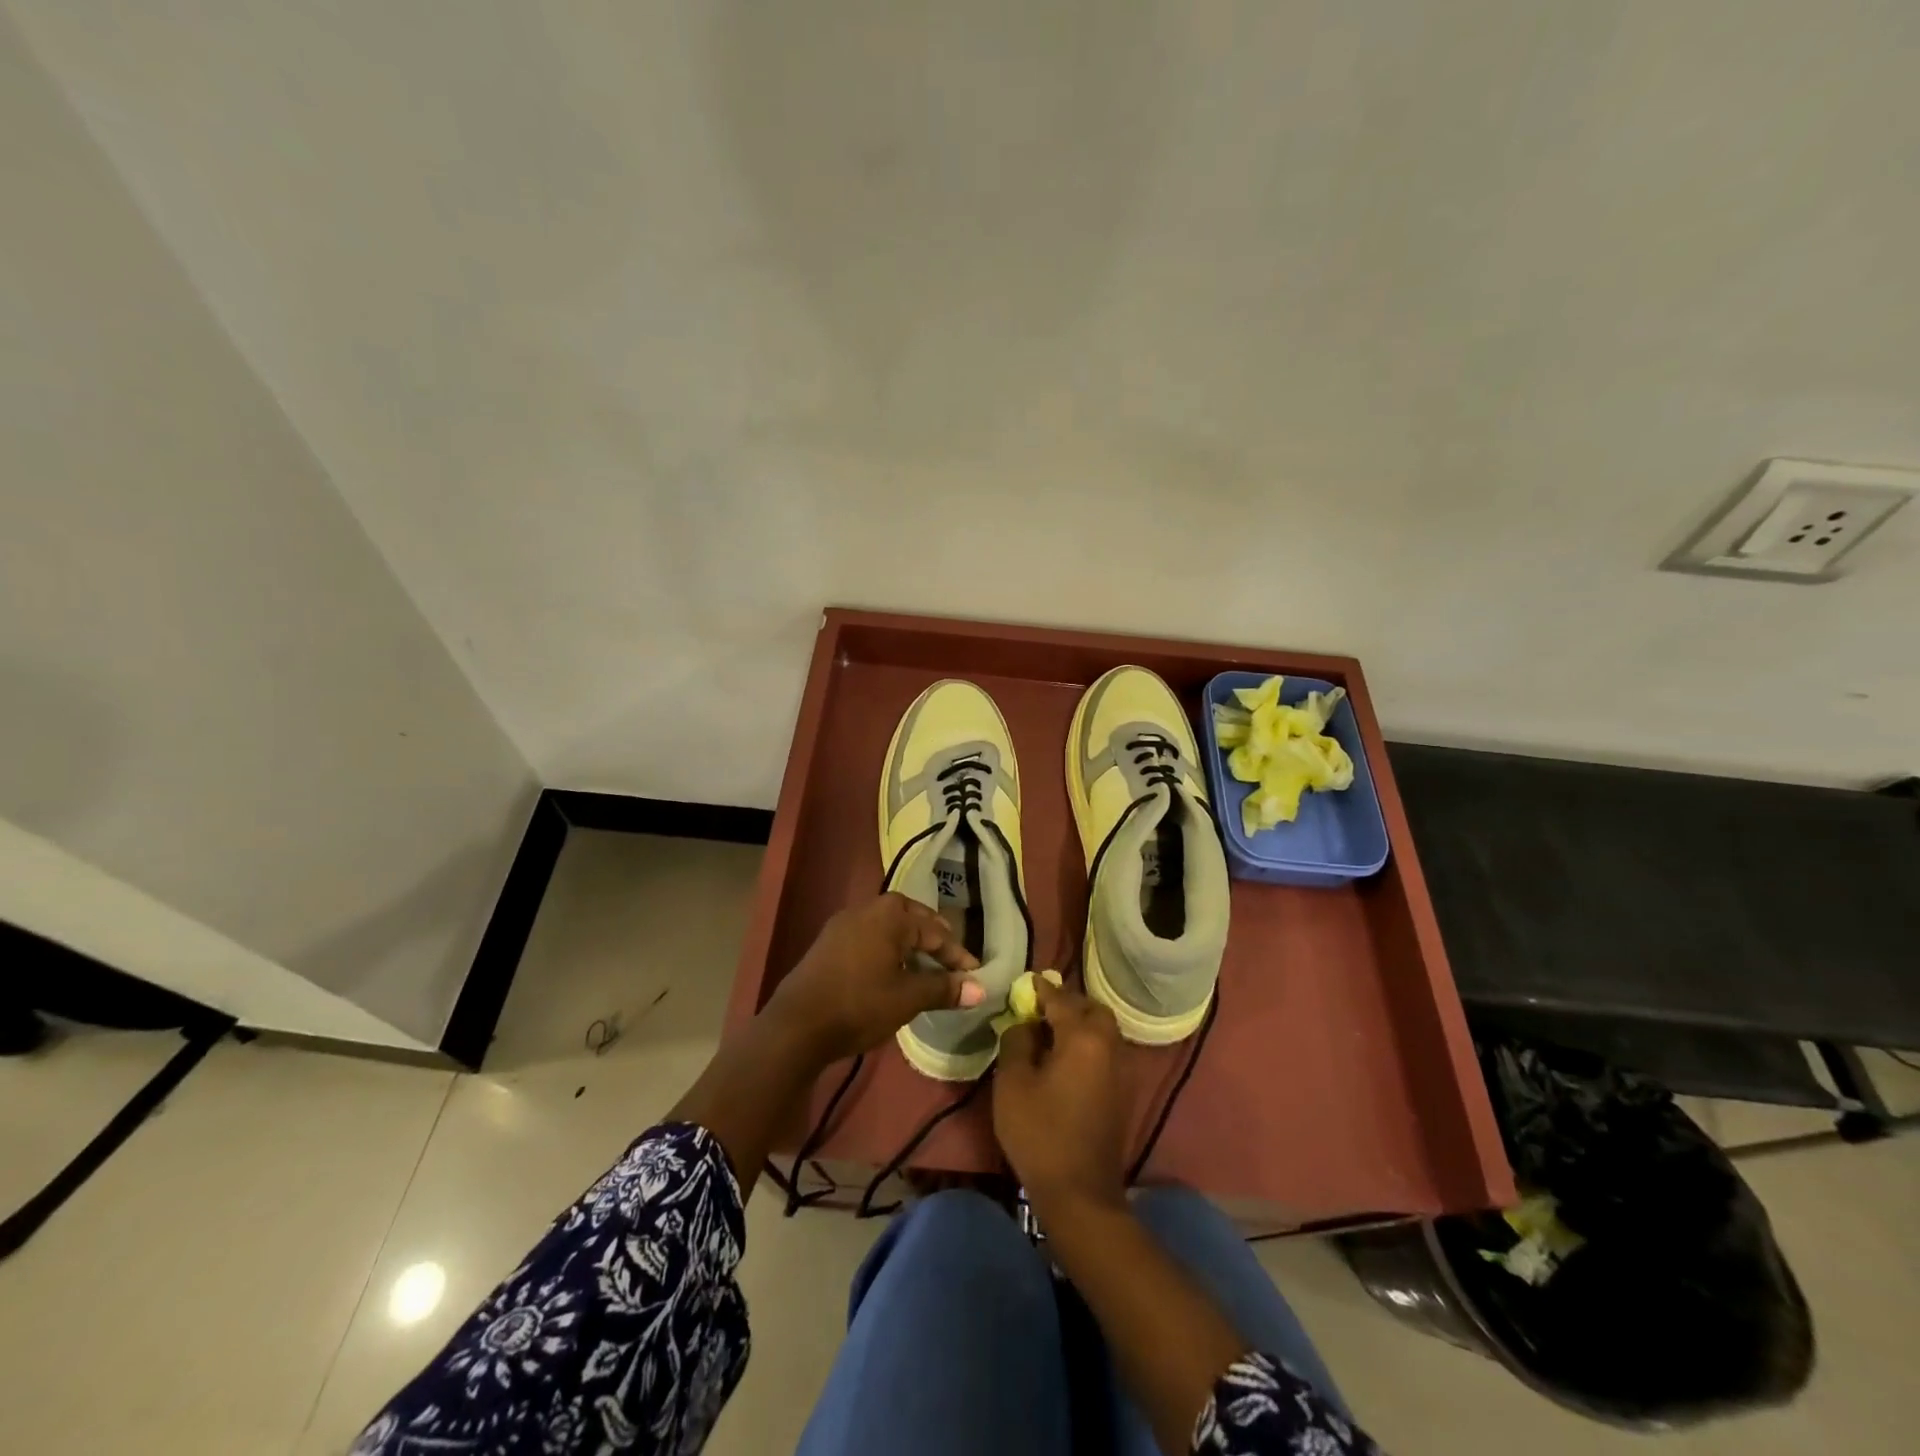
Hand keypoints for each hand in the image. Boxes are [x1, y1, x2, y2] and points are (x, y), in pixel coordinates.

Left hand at [764, 893, 982, 1064]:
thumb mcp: (908, 998)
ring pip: (887, 926)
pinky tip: (890, 970)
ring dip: (909, 942)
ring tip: (924, 965)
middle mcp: (867, 908)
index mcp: (891, 915)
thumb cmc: (860, 1005)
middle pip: (910, 918)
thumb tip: (980, 988)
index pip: (935, 931)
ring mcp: (843, 923)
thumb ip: (944, 989)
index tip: (975, 974)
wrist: (796, 1025)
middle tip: (951, 958)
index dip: (957, 955)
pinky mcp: (828, 942)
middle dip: (933, 938)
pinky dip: (886, 948)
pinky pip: (868, 936)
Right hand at [993, 979, 1126, 1216]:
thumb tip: (1025, 1023)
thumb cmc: (1040, 1132)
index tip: (1026, 981)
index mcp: (1084, 1037)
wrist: (1080, 1193)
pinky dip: (1090, 1043)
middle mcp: (1110, 1045)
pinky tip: (1067, 1058)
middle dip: (1068, 1003)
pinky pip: (1107, 1051)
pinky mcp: (1124, 1092)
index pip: (1061, 999)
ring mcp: (1122, 1069)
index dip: (1040, 989)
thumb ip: (1016, 1041)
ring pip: (1104, 1030)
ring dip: (1081, 1023)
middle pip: (1092, 1009)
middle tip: (1041, 1008)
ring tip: (1052, 1032)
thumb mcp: (1013, 1082)